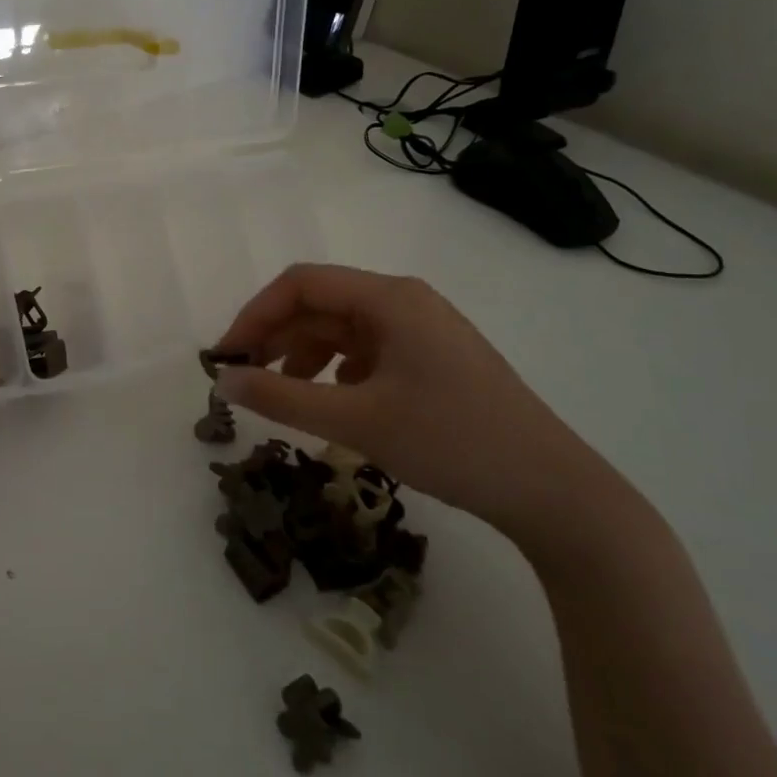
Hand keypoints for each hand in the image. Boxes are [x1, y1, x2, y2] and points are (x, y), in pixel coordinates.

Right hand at [210, 264, 626, 556]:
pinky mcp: (433, 359)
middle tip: (244, 379)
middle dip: (276, 337)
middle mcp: (405, 302)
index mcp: (389, 299)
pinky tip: (333, 402)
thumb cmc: (451, 442)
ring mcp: (423, 330)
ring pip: (342, 329)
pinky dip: (336, 370)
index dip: (255, 314)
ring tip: (284, 395)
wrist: (553, 492)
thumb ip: (281, 398)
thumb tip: (222, 382)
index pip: (301, 284)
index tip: (226, 357)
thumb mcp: (356, 421)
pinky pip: (367, 351)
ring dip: (303, 355)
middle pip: (321, 304)